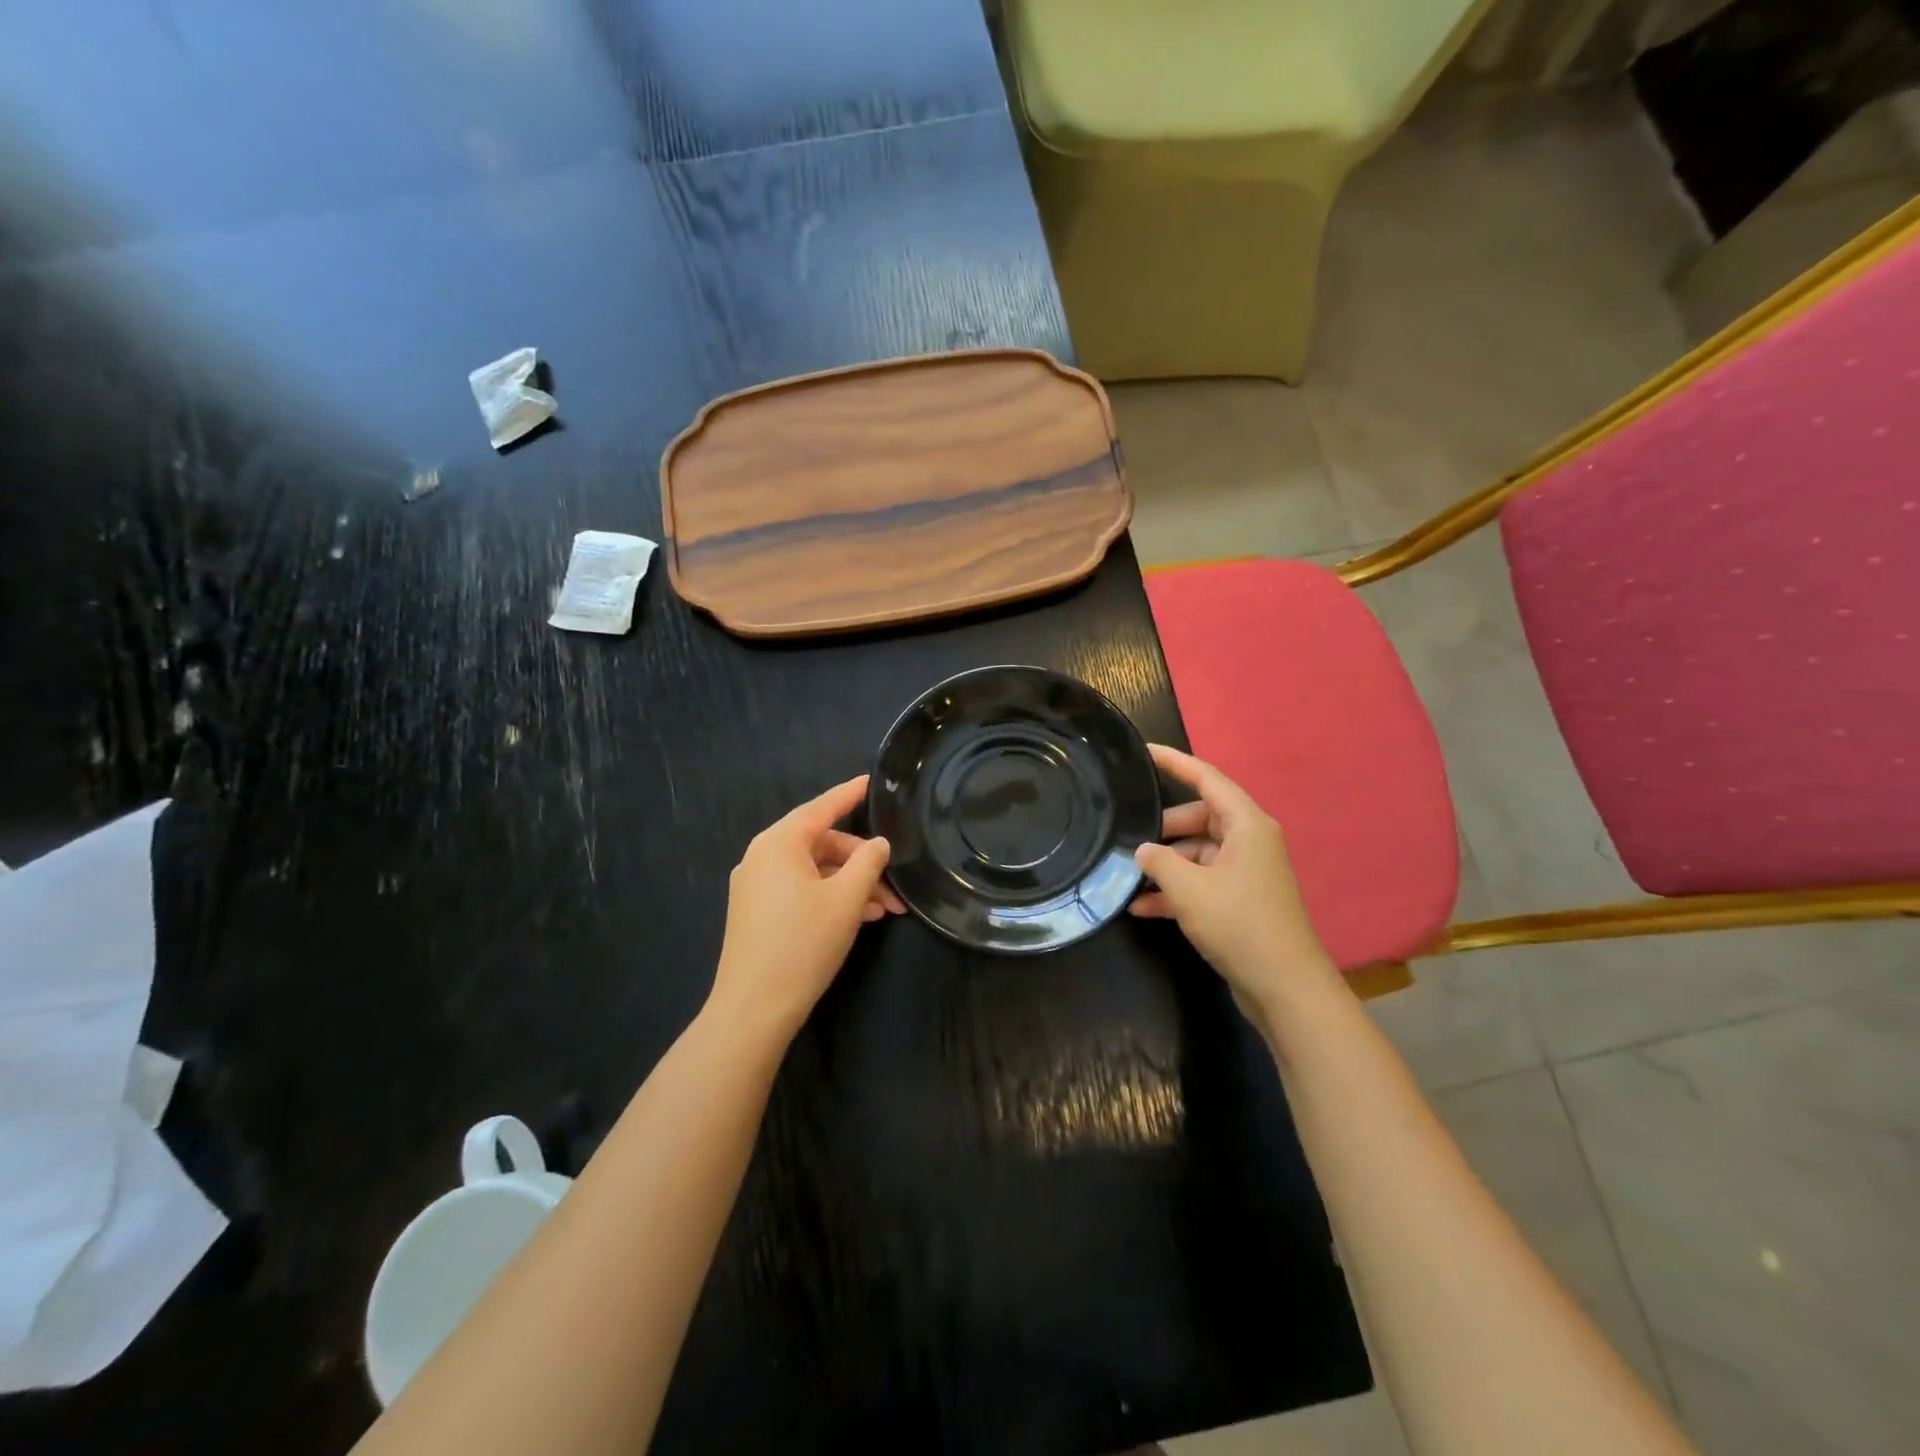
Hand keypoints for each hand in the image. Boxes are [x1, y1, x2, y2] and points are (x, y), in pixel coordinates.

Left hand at [708, 775, 905, 1040]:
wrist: (754, 1008)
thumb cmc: (803, 943)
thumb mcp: (847, 899)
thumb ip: (868, 862)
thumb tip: (878, 843)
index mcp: (779, 842)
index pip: (822, 807)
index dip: (850, 794)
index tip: (872, 781)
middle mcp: (762, 856)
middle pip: (822, 844)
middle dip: (862, 863)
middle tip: (895, 886)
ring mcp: (756, 886)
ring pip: (814, 872)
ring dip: (851, 885)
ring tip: (885, 910)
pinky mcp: (756, 912)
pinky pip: (800, 890)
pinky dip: (829, 898)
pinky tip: (858, 918)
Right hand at [1130, 745, 1338, 1022]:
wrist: (1284, 987)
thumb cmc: (1239, 924)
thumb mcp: (1189, 888)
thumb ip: (1159, 861)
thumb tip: (1142, 850)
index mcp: (1247, 824)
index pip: (1206, 778)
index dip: (1174, 762)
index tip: (1143, 751)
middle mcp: (1249, 841)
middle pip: (1199, 817)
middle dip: (1164, 827)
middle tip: (1128, 833)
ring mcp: (1246, 872)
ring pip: (1198, 853)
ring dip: (1165, 865)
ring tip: (1128, 876)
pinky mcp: (1241, 900)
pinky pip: (1202, 881)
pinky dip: (1176, 890)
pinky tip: (1142, 908)